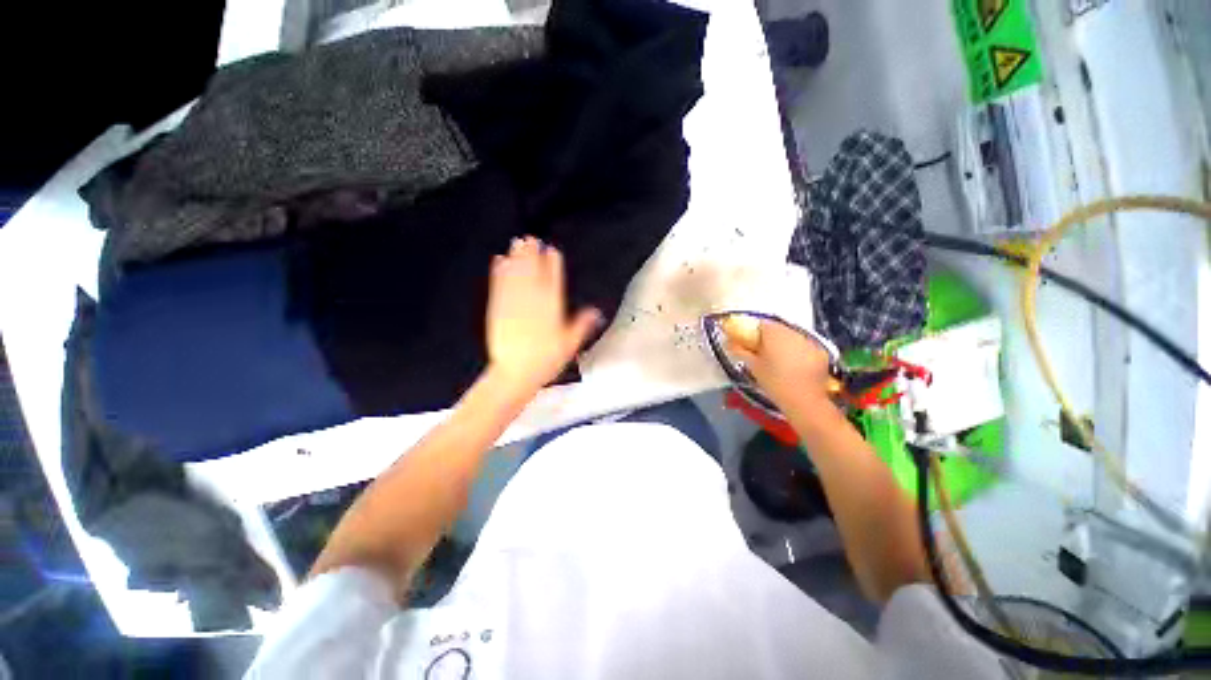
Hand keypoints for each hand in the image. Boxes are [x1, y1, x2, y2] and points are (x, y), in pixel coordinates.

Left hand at [485, 237, 601, 395]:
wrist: (516, 373)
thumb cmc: (546, 360)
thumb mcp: (570, 344)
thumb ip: (582, 324)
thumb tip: (596, 312)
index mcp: (552, 307)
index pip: (553, 280)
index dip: (553, 264)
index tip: (552, 250)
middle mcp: (532, 300)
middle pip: (533, 272)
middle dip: (532, 254)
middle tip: (531, 238)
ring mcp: (513, 303)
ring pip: (515, 274)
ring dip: (516, 257)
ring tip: (517, 242)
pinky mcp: (497, 308)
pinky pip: (499, 285)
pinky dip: (499, 272)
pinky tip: (499, 261)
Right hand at [727, 319, 831, 407]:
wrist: (804, 400)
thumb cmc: (773, 381)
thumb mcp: (753, 366)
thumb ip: (740, 350)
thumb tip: (729, 342)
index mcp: (774, 333)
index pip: (761, 324)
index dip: (754, 332)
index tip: (750, 344)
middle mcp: (792, 332)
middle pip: (778, 329)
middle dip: (770, 338)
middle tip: (763, 354)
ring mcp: (809, 341)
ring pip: (792, 337)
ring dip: (785, 344)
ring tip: (780, 361)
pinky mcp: (821, 352)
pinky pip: (805, 347)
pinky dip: (799, 352)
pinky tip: (795, 367)